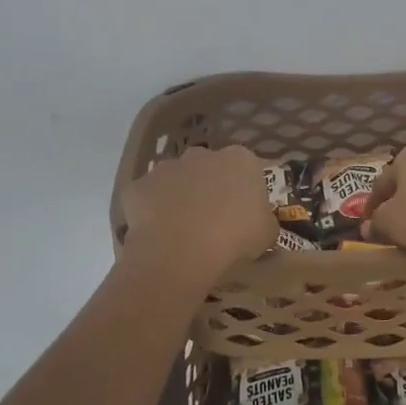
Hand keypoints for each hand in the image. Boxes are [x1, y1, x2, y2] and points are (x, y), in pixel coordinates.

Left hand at [121, 145, 276, 276]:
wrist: (180, 249)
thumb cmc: (234, 237)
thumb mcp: (266, 234)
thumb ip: (264, 222)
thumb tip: (260, 224)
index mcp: (240, 159)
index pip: (247, 169)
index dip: (245, 192)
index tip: (244, 215)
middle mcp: (202, 154)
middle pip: (209, 169)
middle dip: (210, 189)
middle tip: (214, 222)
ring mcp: (166, 167)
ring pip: (176, 181)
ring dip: (180, 199)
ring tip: (184, 232)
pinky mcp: (139, 186)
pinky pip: (148, 199)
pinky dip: (153, 213)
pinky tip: (159, 236)